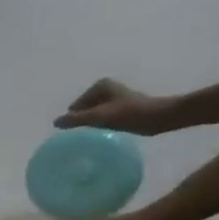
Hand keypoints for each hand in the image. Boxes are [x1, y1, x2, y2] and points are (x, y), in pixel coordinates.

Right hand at [55, 79, 176, 135]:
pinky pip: (102, 119)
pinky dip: (102, 126)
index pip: (74, 108)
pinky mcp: (120, 107)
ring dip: (93, 126)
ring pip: (92, 117)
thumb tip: (56, 123)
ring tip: (102, 133)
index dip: (78, 120)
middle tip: (94, 132)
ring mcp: (112, 98)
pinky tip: (110, 132)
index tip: (90, 128)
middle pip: (82, 112)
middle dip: (85, 123)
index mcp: (98, 86)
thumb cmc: (131, 114)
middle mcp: (104, 89)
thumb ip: (76, 119)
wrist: (162, 117)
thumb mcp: (100, 116)